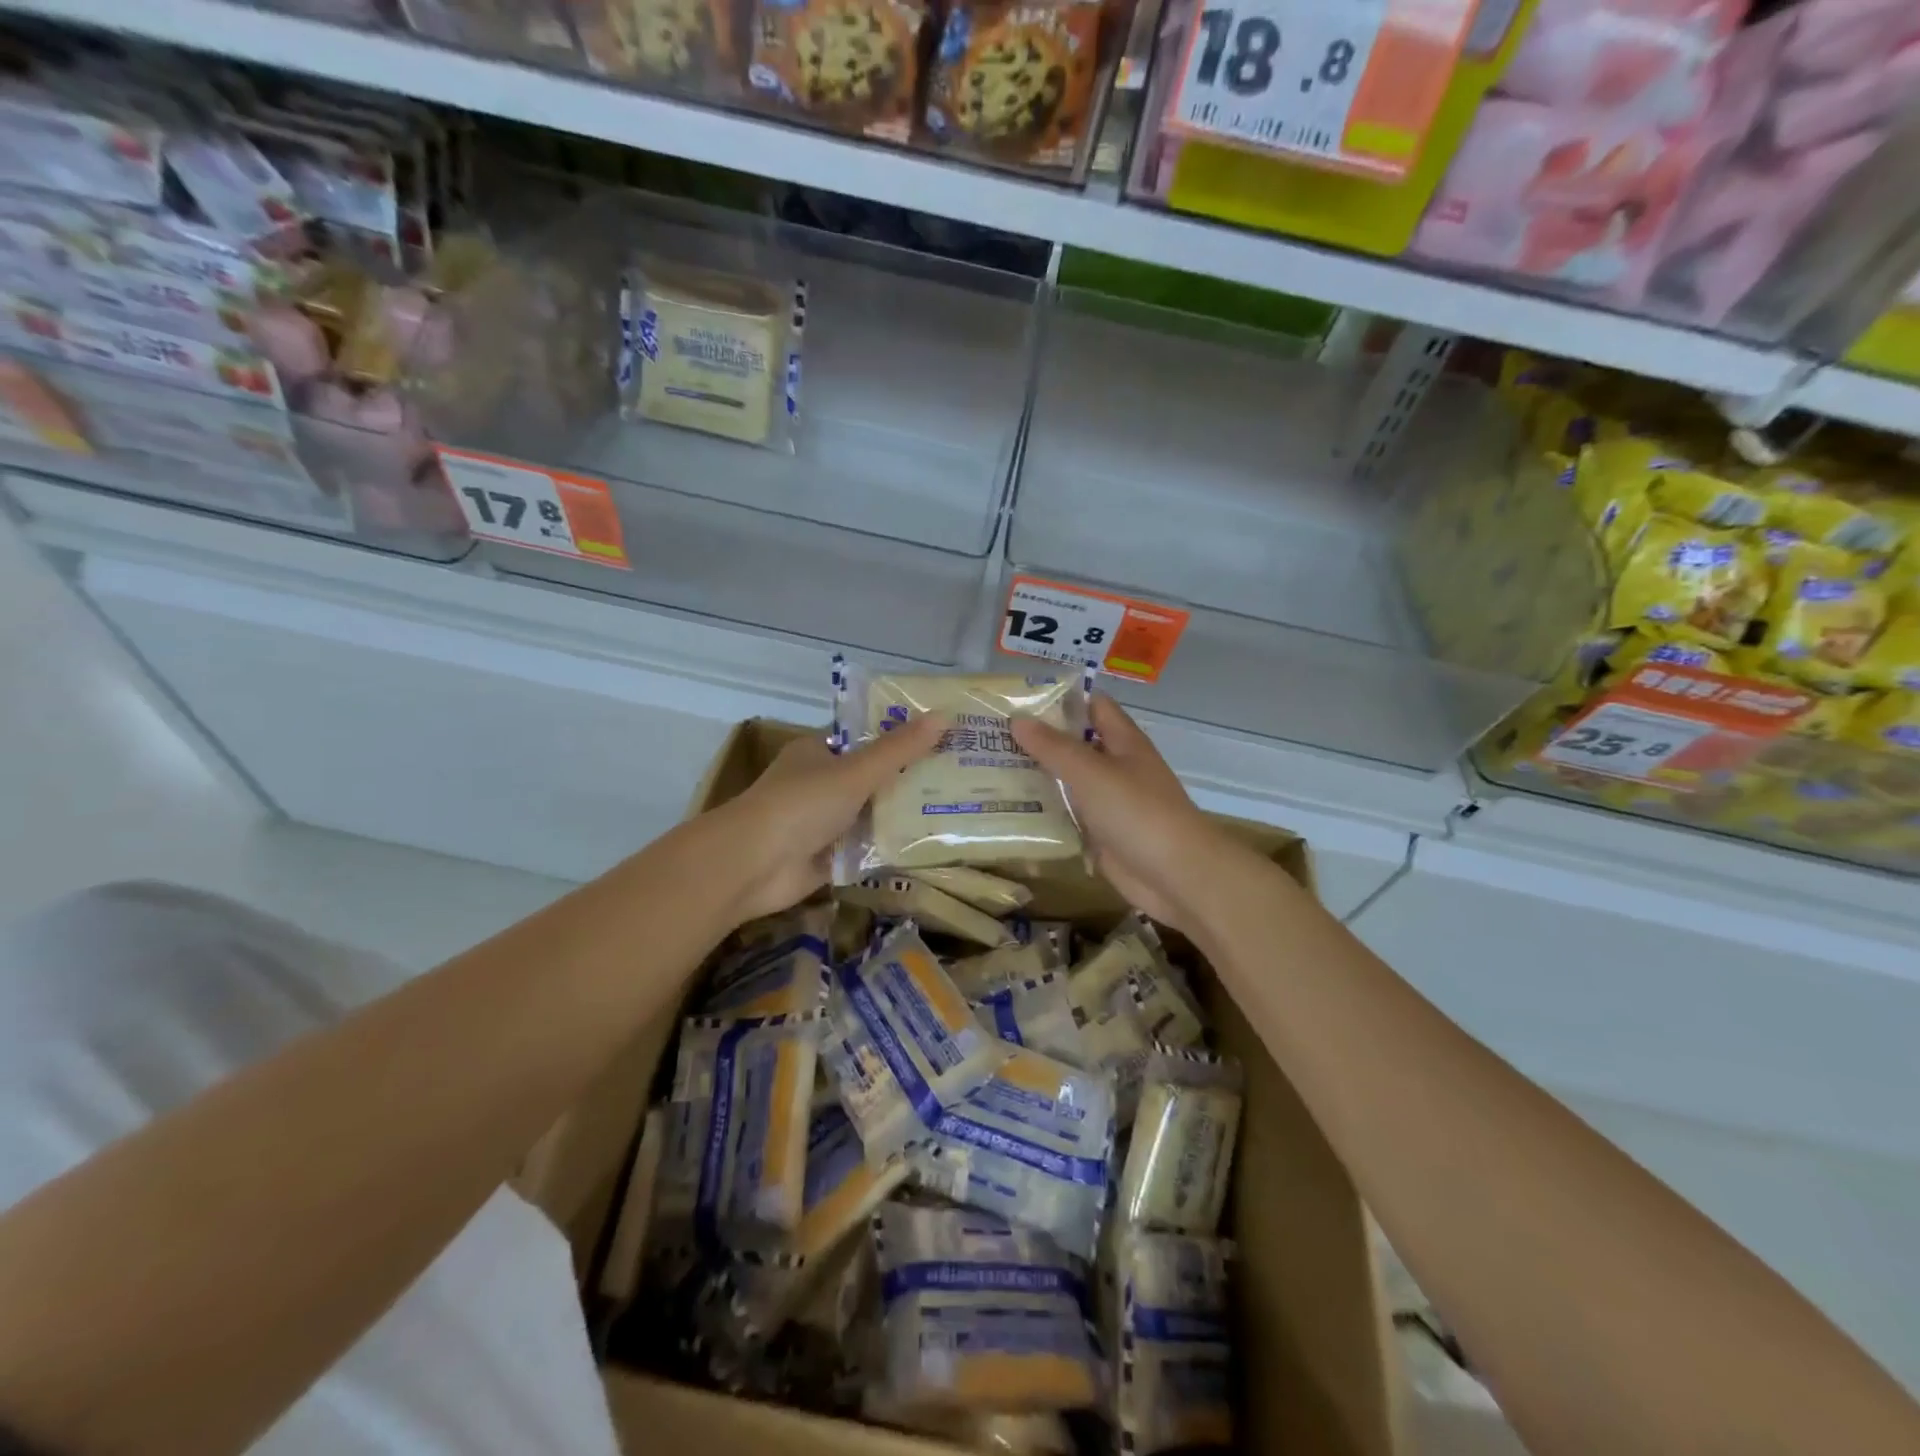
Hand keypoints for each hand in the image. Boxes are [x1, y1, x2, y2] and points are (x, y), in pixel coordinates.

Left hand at [712, 715, 946, 923]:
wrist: (752, 865)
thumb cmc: (801, 805)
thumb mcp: (855, 771)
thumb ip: (899, 749)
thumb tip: (944, 716)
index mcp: (817, 753)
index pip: (864, 740)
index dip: (900, 739)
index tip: (941, 740)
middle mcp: (818, 784)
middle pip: (870, 779)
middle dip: (907, 781)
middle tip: (958, 778)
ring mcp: (821, 823)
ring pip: (869, 816)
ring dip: (900, 817)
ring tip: (953, 811)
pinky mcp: (826, 858)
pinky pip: (864, 850)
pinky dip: (887, 850)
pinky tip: (927, 848)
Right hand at [1012, 695, 1257, 937]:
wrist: (1176, 876)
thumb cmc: (1137, 813)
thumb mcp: (1091, 773)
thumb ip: (1054, 747)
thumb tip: (1017, 718)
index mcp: (1122, 742)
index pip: (1091, 705)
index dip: (1059, 698)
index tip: (1017, 698)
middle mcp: (1115, 767)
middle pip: (1074, 744)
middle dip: (1037, 739)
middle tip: (989, 736)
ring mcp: (1108, 803)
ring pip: (1067, 782)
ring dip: (1035, 777)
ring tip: (987, 769)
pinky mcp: (1100, 835)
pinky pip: (1067, 816)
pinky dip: (1043, 813)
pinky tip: (1008, 810)